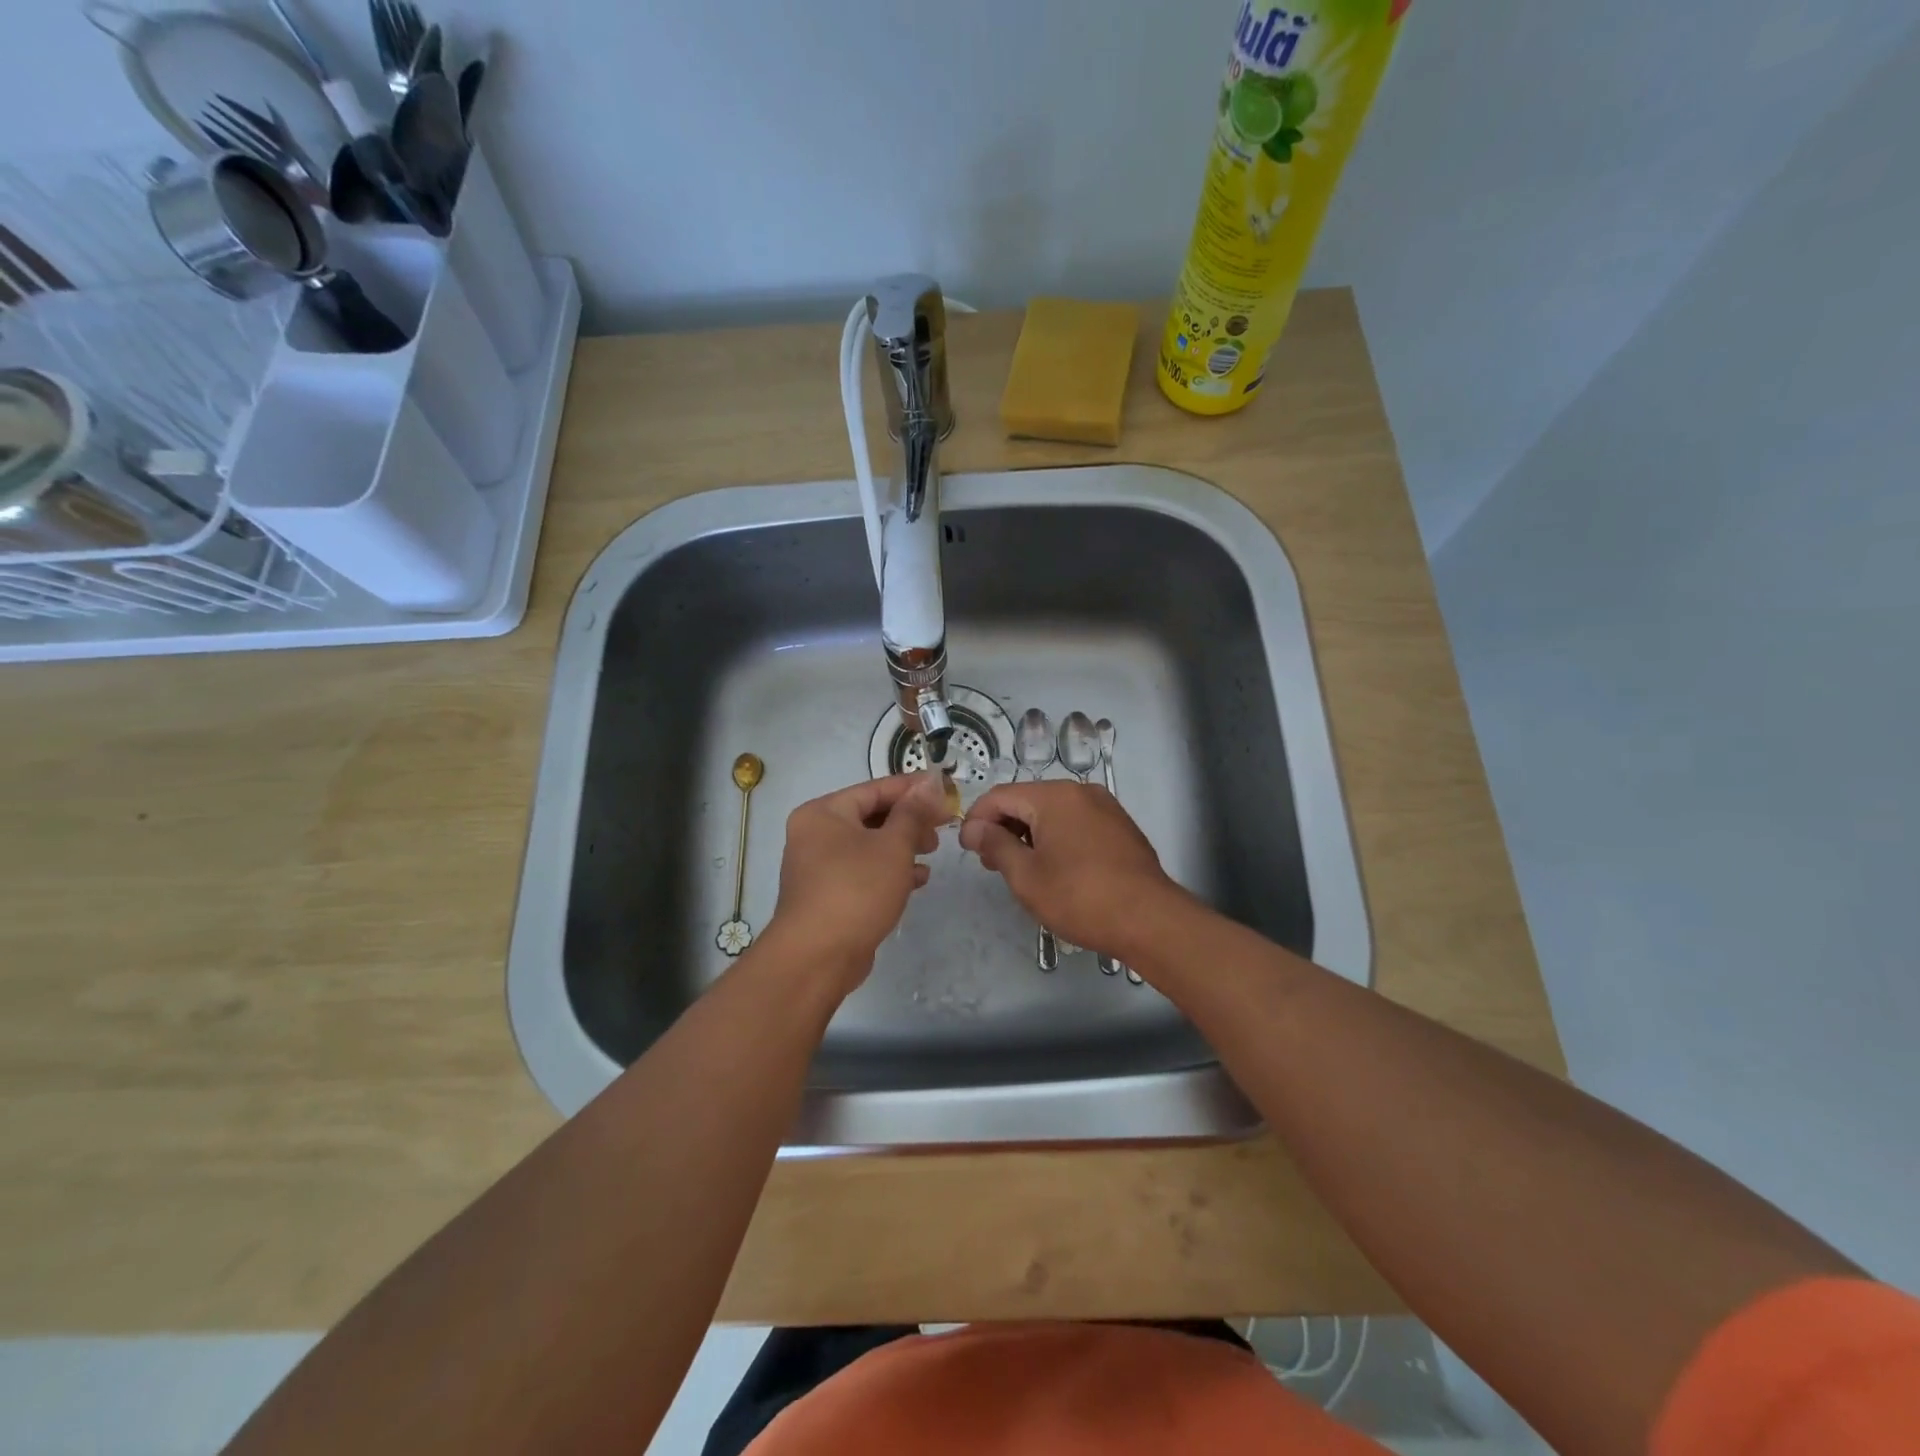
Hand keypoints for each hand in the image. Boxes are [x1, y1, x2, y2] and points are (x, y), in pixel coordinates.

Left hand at [765, 773, 947, 995]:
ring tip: (932, 852)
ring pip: (869, 846)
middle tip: (942, 826)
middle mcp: (816, 834)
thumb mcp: (893, 845)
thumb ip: (913, 812)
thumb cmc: (856, 890)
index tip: (944, 788)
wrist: (817, 957)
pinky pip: (864, 872)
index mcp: (824, 813)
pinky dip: (890, 871)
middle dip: (909, 820)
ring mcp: (819, 867)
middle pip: (871, 816)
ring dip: (903, 846)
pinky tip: (918, 879)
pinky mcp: (829, 895)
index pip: (874, 789)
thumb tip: (930, 781)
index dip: (912, 788)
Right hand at [959, 782, 1186, 959]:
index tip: (966, 848)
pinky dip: (1055, 837)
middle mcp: (1081, 791)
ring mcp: (1105, 807)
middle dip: (1003, 827)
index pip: (1000, 796)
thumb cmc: (1080, 897)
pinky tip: (1053, 867)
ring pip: (1052, 812)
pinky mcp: (1120, 827)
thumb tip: (974, 828)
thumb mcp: (1026, 876)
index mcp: (1054, 796)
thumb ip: (996, 845)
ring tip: (1019, 868)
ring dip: (1029, 834)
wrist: (1149, 920)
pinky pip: (1076, 822)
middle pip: (1027, 800)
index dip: (976, 819)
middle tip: (989, 862)